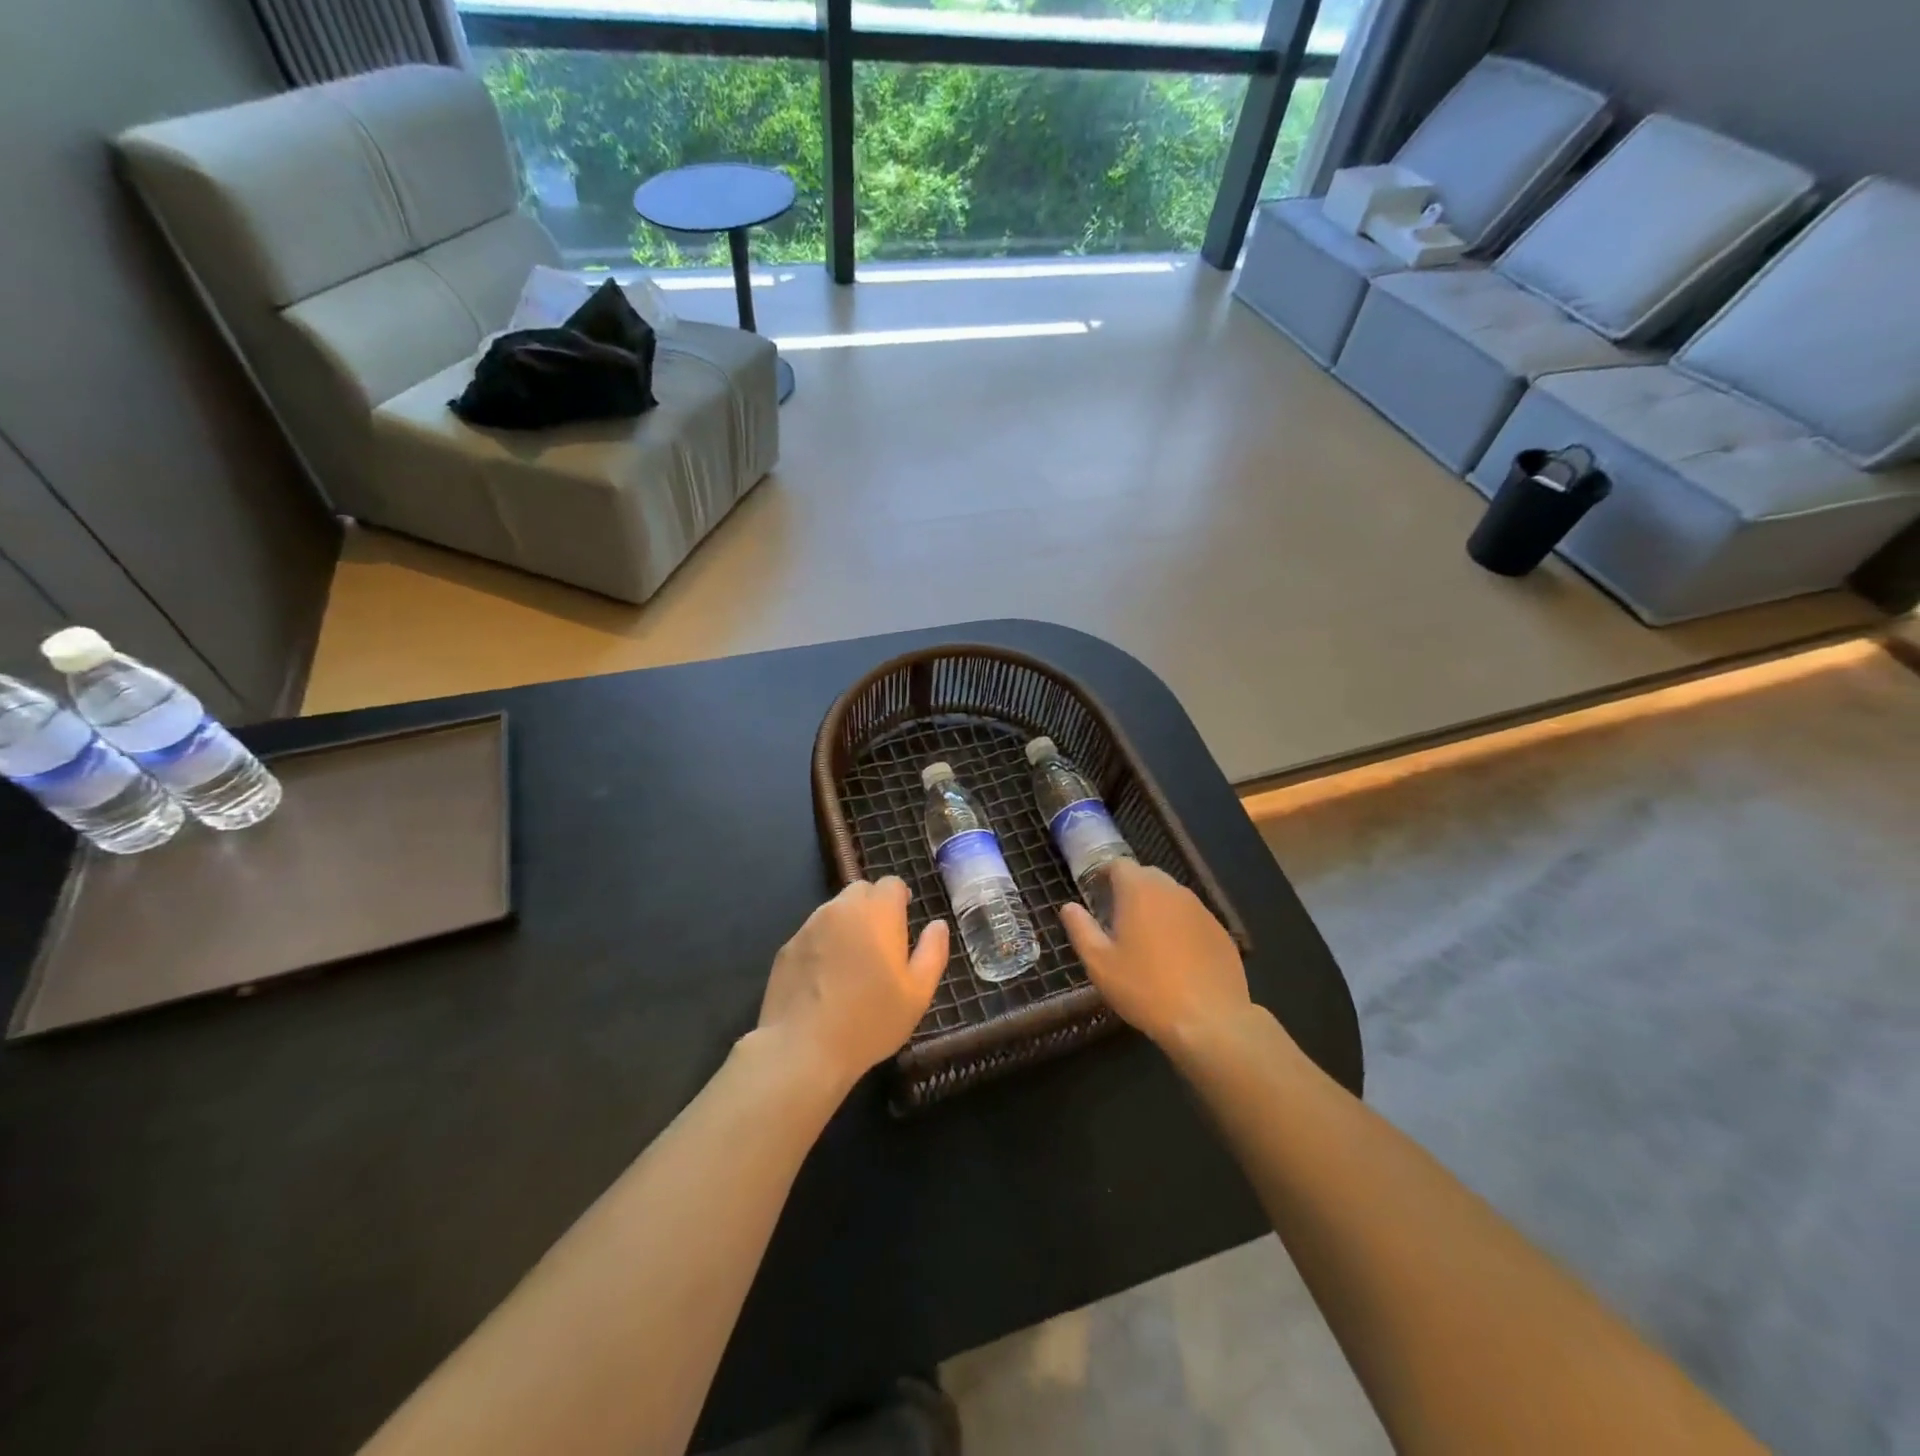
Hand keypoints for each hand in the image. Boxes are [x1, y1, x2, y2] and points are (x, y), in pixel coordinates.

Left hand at [756, 878, 949, 1087]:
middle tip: (880, 945)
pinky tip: (824, 980)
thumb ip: (933, 951)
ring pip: (834, 911)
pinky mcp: (787, 948)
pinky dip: (822, 945)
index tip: (903, 925)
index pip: (892, 883)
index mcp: (878, 912)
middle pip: (861, 891)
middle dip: (873, 908)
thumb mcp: (918, 993)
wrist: (803, 1048)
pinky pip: (812, 934)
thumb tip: (938, 925)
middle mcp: (841, 908)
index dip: (900, 899)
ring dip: (846, 925)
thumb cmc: (870, 1020)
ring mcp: (809, 926)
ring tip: (851, 964)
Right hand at [1061, 861, 1249, 1048]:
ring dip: (1156, 907)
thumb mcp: (1100, 963)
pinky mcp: (1220, 931)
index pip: (1119, 864)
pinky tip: (1176, 957)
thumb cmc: (1145, 988)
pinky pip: (1192, 918)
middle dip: (1130, 889)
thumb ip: (1081, 929)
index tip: (1096, 894)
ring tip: (1146, 938)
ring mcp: (1201, 910)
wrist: (1209, 1021)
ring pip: (1172, 896)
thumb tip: (1069, 907)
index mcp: (1139, 891)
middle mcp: (1172, 891)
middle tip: (1117, 918)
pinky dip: (1180, 926)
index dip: (1105, 874)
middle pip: (1147, 876)